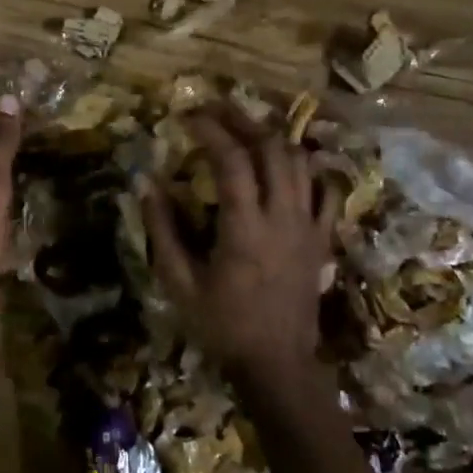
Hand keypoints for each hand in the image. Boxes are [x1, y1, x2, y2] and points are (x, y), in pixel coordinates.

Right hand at [141, 106, 338, 409]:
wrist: (277, 364)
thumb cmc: (222, 325)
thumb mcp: (179, 282)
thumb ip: (163, 229)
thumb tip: (146, 183)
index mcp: (245, 227)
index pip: (232, 160)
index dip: (210, 130)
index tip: (187, 116)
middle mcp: (283, 216)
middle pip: (271, 149)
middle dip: (242, 120)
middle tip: (216, 108)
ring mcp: (309, 226)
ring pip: (300, 163)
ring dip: (273, 138)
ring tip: (246, 128)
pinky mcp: (323, 239)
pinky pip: (327, 192)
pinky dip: (310, 170)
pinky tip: (291, 164)